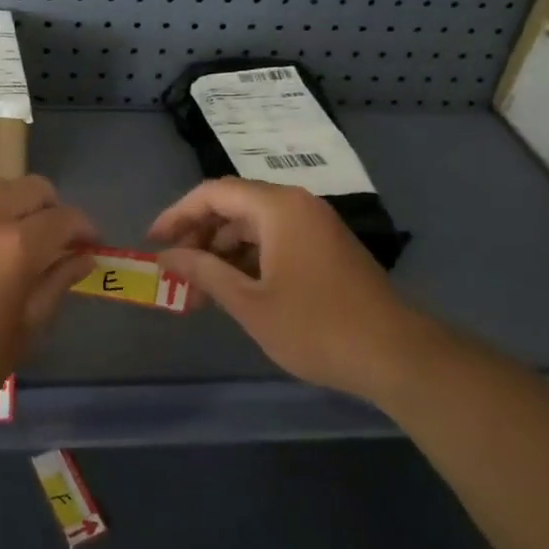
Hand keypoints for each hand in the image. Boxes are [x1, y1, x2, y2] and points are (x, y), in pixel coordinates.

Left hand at [0, 176, 95, 425]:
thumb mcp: (26, 329)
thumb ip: (57, 283)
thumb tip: (83, 257)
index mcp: (17, 246)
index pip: (66, 218)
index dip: (86, 230)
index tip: (90, 246)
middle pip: (33, 188)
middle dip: (52, 210)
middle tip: (53, 241)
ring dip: (15, 205)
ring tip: (12, 238)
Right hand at [151, 177, 420, 397]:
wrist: (396, 355)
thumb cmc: (315, 326)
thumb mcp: (249, 302)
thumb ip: (203, 272)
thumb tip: (165, 257)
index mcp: (277, 207)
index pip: (213, 194)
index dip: (177, 215)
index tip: (152, 243)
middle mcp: (296, 205)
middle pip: (233, 207)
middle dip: (198, 238)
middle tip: (175, 274)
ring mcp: (315, 225)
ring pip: (253, 226)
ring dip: (222, 253)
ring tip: (199, 292)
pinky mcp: (326, 247)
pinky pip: (275, 240)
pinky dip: (248, 260)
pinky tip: (234, 290)